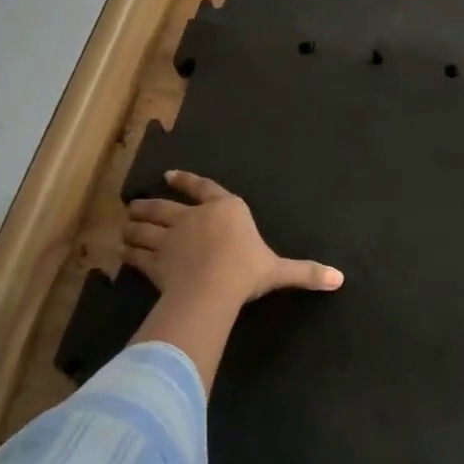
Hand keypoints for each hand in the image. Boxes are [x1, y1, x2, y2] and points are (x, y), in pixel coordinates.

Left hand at [123, 170, 343, 306]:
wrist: (213, 287)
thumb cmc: (247, 271)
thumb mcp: (279, 271)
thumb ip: (305, 272)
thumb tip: (339, 279)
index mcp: (226, 209)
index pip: (203, 188)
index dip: (185, 181)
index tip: (168, 176)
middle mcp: (194, 216)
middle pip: (164, 206)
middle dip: (149, 205)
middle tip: (135, 205)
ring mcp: (170, 236)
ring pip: (144, 227)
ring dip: (133, 226)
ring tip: (126, 227)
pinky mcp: (154, 259)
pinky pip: (137, 254)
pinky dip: (129, 254)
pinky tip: (124, 255)